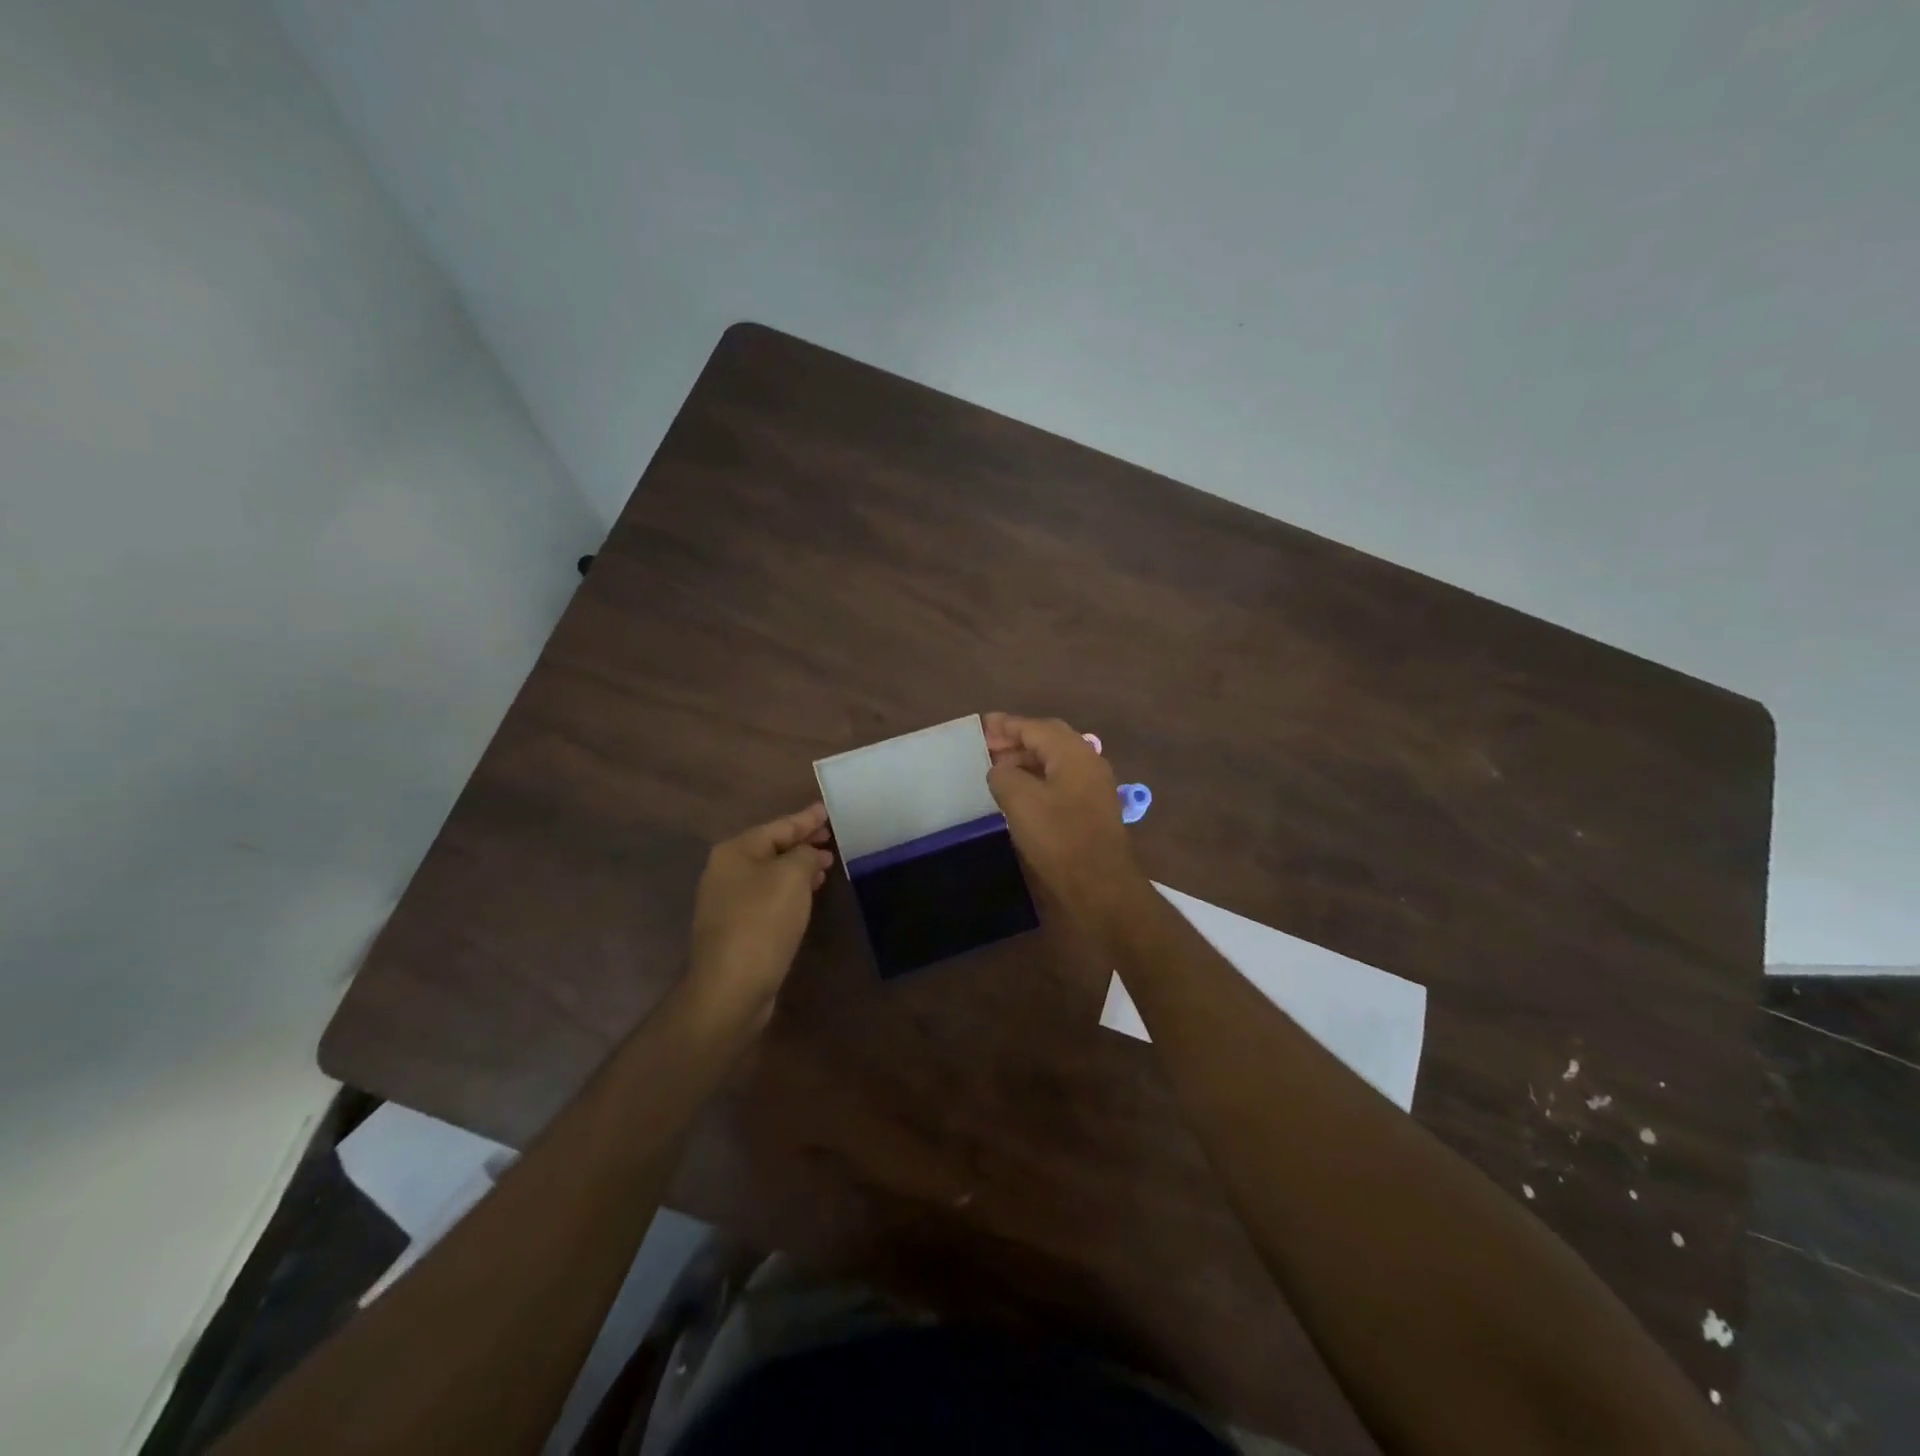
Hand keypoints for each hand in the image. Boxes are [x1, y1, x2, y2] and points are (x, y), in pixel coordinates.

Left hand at [686, 803, 834, 1024]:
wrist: (731, 986)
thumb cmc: (762, 922)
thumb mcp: (792, 877)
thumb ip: (805, 854)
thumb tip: (809, 853)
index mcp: (735, 852)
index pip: (778, 826)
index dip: (806, 818)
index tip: (827, 810)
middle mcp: (726, 871)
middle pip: (772, 848)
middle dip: (802, 842)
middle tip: (831, 837)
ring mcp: (728, 901)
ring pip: (771, 873)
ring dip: (799, 867)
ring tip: (826, 864)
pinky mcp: (736, 927)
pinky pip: (768, 896)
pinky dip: (790, 890)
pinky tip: (807, 894)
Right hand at [983, 712, 1147, 928]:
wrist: (1099, 886)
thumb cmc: (1058, 838)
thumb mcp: (1020, 800)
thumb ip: (1004, 775)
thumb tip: (1001, 771)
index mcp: (1073, 753)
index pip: (1034, 727)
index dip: (1005, 725)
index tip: (980, 725)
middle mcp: (1087, 762)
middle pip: (1048, 740)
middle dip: (1016, 739)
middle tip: (985, 746)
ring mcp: (1092, 786)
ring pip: (1054, 761)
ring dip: (1025, 760)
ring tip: (996, 769)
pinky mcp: (1091, 809)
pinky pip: (1059, 781)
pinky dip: (1036, 779)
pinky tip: (1017, 793)